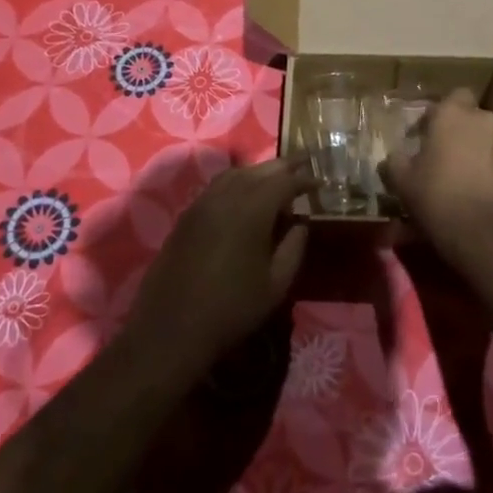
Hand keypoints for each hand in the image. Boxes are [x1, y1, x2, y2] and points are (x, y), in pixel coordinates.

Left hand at [127, 158, 311, 370]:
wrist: (171, 328)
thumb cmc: (231, 309)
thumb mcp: (276, 285)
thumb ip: (293, 248)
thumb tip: (301, 223)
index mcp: (252, 210)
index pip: (284, 181)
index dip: (305, 180)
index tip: (321, 183)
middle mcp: (226, 196)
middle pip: (260, 170)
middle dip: (284, 166)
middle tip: (304, 164)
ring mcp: (202, 203)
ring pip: (235, 174)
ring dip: (259, 172)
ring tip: (276, 180)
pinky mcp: (186, 215)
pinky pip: (217, 187)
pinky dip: (237, 182)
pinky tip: (244, 197)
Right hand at [380, 89, 492, 253]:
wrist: (481, 234)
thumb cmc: (436, 196)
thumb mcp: (402, 180)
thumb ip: (395, 160)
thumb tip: (395, 155)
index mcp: (454, 114)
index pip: (452, 95)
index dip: (440, 113)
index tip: (426, 134)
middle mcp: (484, 120)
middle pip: (471, 117)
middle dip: (459, 131)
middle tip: (443, 154)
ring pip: (487, 138)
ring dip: (476, 149)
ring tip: (462, 175)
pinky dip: (490, 168)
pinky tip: (478, 190)